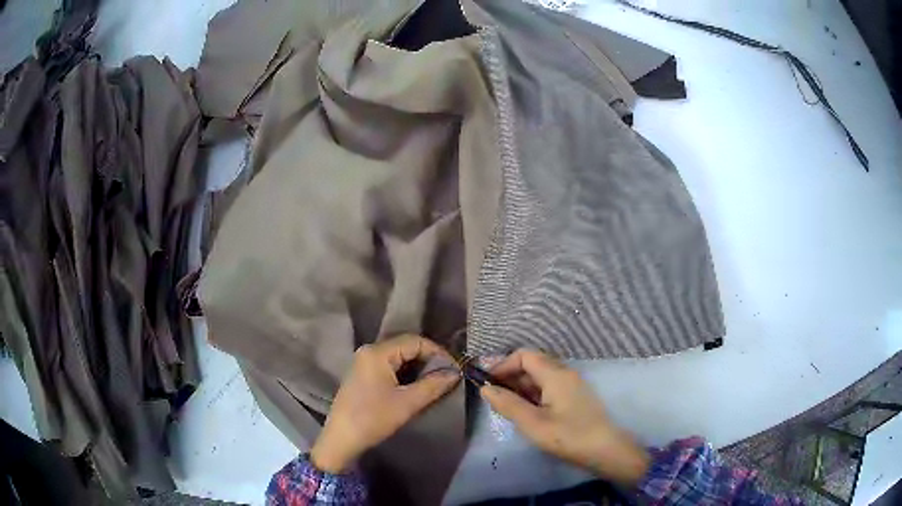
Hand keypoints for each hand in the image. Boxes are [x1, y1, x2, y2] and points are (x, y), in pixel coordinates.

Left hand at [310, 335, 459, 472]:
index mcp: (377, 352)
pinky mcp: (362, 375)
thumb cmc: (373, 418)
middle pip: (406, 347)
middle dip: (428, 360)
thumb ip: (433, 385)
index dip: (437, 353)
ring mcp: (363, 363)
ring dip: (417, 368)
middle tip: (447, 376)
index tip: (454, 369)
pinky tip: (415, 387)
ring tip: (435, 382)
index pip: (415, 341)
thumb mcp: (407, 403)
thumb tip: (455, 373)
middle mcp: (369, 351)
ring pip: (398, 358)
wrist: (342, 439)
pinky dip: (405, 374)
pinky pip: (389, 367)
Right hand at [480, 349, 649, 485]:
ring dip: (520, 386)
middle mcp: (565, 373)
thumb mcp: (533, 423)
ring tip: (505, 406)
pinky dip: (533, 394)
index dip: (503, 365)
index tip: (486, 382)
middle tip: (492, 396)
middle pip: (532, 363)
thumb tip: (485, 388)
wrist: (605, 450)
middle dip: (510, 376)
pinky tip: (525, 411)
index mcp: (556, 374)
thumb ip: (508, 404)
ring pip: (540, 376)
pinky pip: (549, 387)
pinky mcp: (575, 397)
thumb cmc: (568, 436)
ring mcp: (572, 385)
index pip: (524, 355)